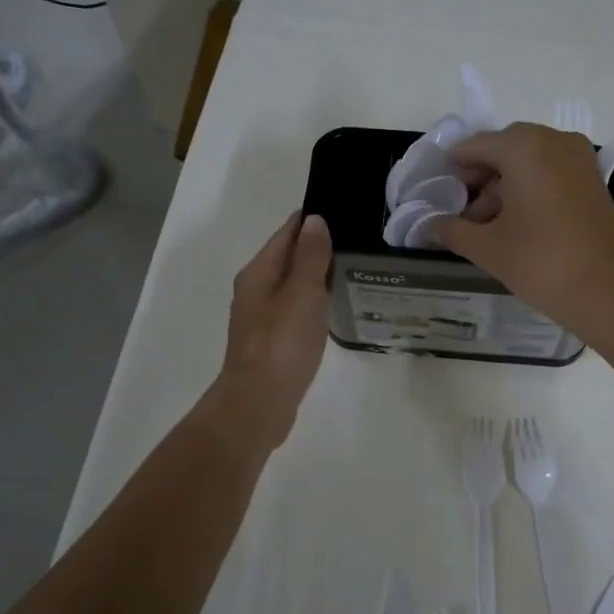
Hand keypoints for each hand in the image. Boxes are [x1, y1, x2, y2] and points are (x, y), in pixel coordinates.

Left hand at [213, 211, 332, 447]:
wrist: (260, 401)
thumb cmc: (282, 342)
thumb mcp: (302, 293)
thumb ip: (310, 257)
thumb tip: (314, 220)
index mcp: (258, 272)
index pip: (287, 233)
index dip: (313, 220)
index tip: (345, 212)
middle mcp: (254, 290)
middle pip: (288, 258)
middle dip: (317, 248)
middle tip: (359, 241)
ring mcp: (262, 318)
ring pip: (292, 286)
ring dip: (316, 277)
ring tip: (353, 271)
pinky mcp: (272, 343)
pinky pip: (295, 311)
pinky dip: (313, 304)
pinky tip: (333, 309)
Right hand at [437, 124, 613, 339]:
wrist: (610, 291)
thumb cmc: (541, 262)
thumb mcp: (487, 248)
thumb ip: (452, 230)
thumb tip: (428, 226)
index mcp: (523, 147)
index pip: (474, 146)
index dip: (452, 169)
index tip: (437, 194)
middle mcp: (553, 141)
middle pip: (504, 150)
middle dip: (480, 179)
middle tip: (462, 214)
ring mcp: (579, 160)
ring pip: (529, 163)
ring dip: (504, 188)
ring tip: (486, 228)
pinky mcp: (593, 182)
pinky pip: (551, 175)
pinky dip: (530, 192)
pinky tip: (517, 227)